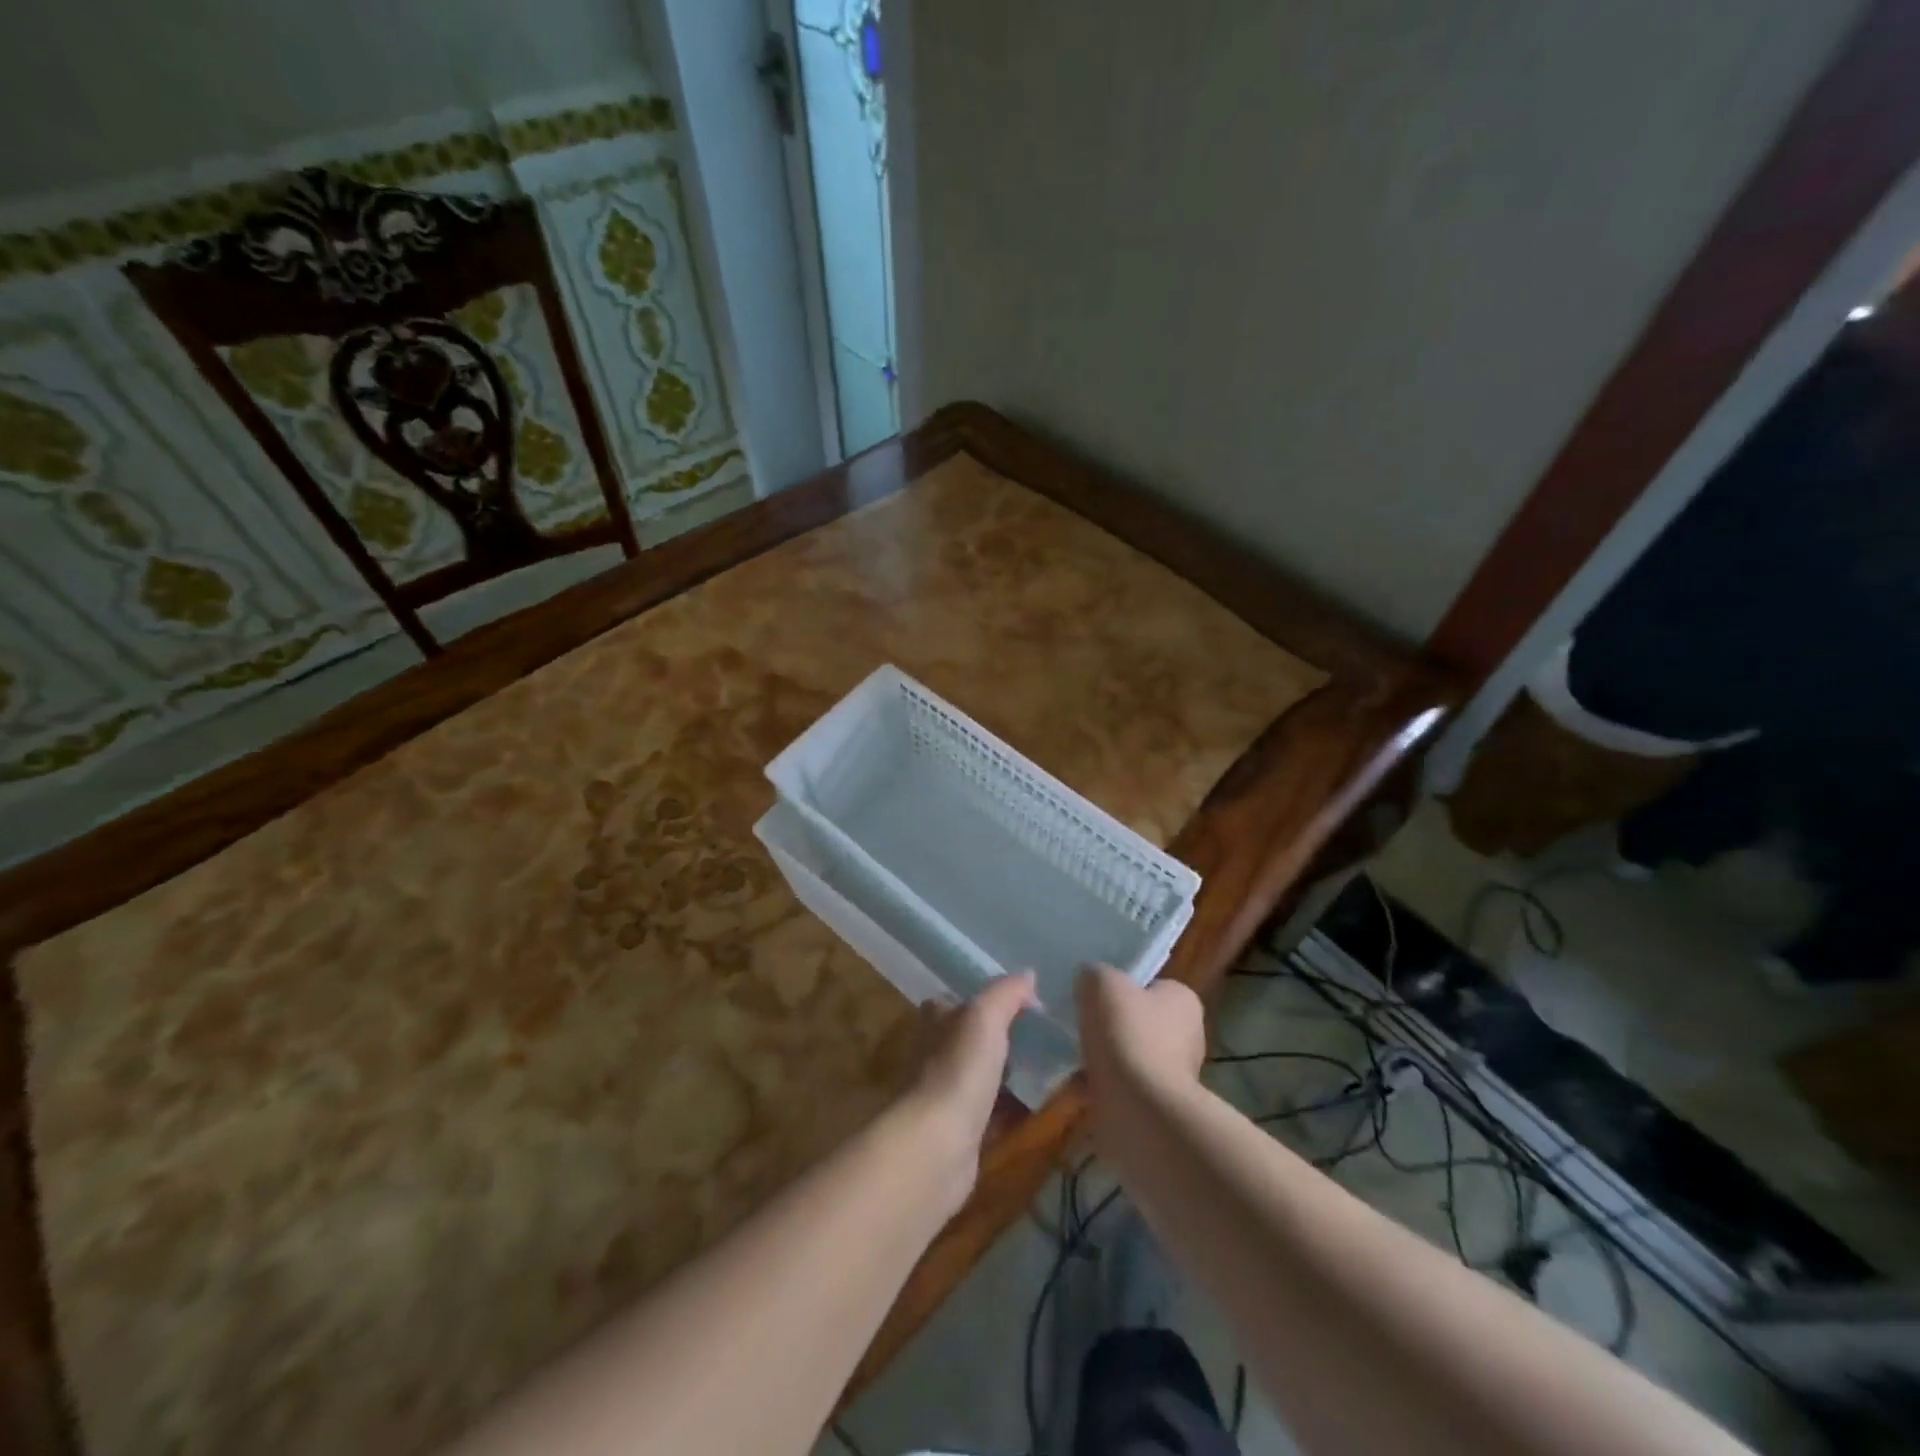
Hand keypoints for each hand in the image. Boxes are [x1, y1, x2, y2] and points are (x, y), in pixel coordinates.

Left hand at [896, 972, 1038, 1205]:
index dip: (979, 1000)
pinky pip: (990, 1115)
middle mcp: (934, 1055)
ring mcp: (945, 1096)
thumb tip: (1028, 974)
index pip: (952, 1002)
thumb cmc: (959, 1068)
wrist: (937, 1144)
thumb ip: (1006, 993)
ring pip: (979, 1078)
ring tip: (1046, 1072)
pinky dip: (1009, 1113)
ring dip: (1004, 1076)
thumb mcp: (985, 1017)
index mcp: (935, 1022)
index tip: (1017, 1005)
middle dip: (995, 1040)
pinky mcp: (960, 1133)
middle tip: (1040, 1039)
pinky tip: (1036, 1111)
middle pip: (966, 1041)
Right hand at [1077, 965, 1205, 1099]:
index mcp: (1183, 1001)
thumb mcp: (1102, 983)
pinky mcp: (1158, 1108)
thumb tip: (1089, 981)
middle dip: (1112, 1027)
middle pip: (1140, 1022)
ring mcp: (1175, 1076)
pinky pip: (1122, 1089)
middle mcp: (1188, 1036)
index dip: (1122, 988)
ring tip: (1073, 1056)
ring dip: (1105, 1059)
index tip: (1096, 996)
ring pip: (1129, 1057)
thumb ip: (1095, 974)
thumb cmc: (1128, 1035)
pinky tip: (1076, 1085)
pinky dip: (1101, 1087)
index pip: (1152, 986)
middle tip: (1082, 1025)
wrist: (1139, 1111)